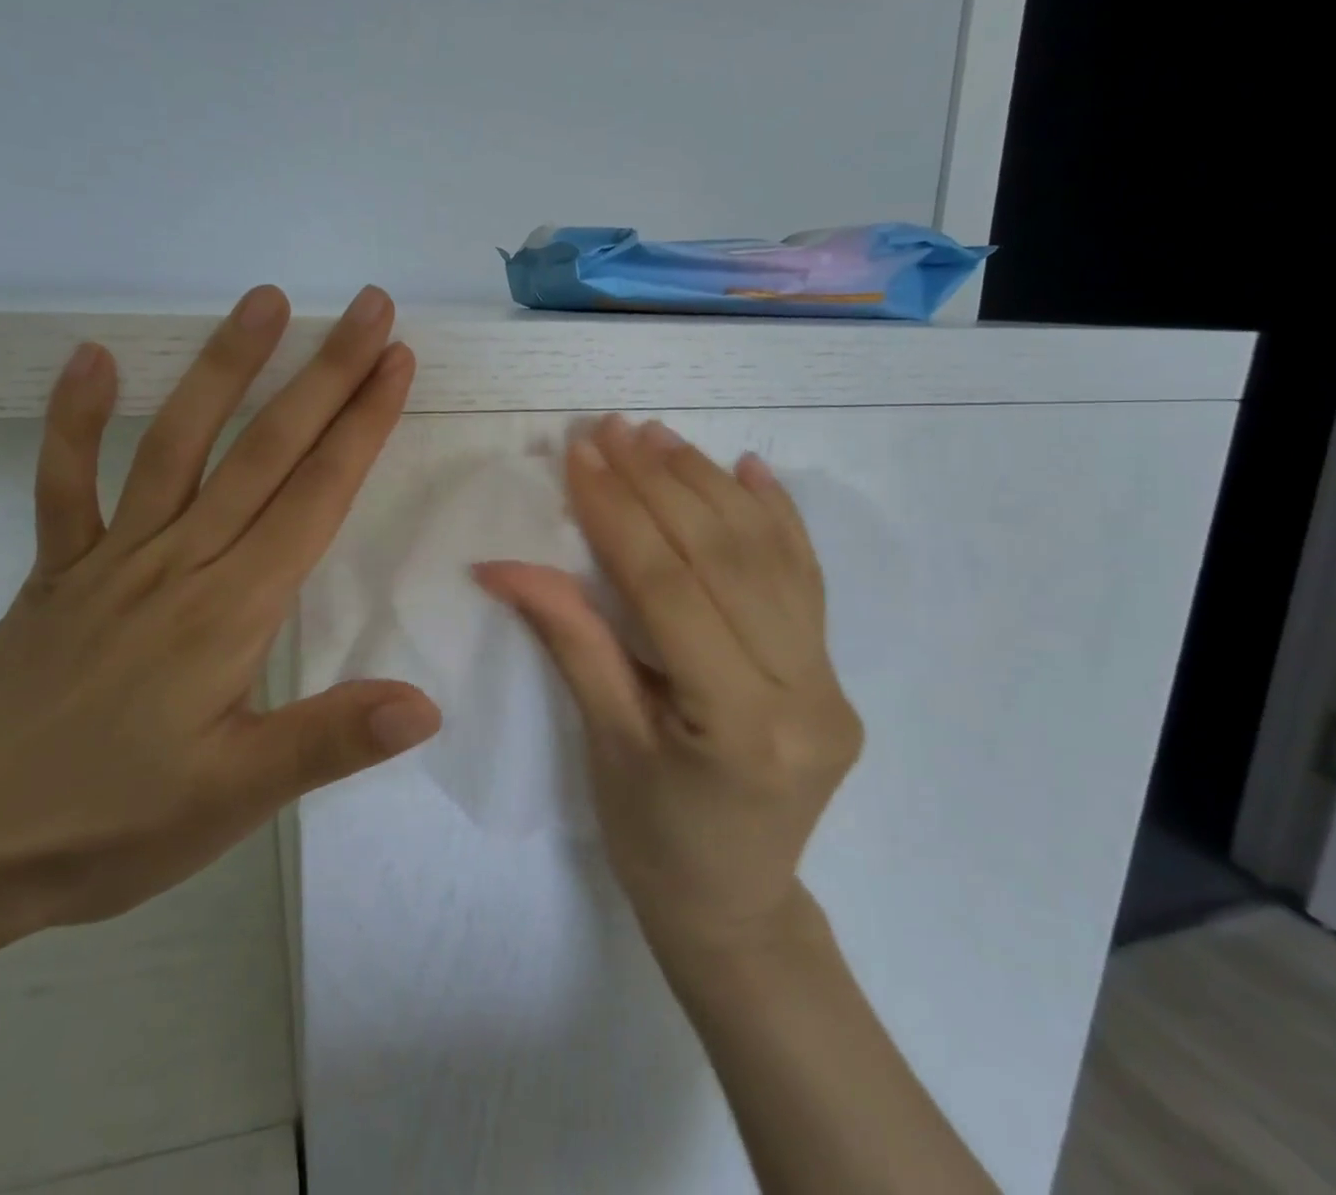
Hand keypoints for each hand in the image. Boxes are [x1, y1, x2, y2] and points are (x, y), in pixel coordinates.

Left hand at [0, 285, 442, 947]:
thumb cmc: (103, 826)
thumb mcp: (233, 798)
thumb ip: (330, 741)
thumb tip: (426, 706)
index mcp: (231, 609)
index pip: (315, 496)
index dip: (362, 425)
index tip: (395, 360)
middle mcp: (178, 561)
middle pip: (264, 450)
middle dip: (324, 373)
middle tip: (364, 307)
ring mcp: (111, 558)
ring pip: (176, 443)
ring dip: (223, 367)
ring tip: (261, 302)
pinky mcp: (57, 572)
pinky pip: (64, 484)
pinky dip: (73, 420)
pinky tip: (91, 359)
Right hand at [474, 415, 861, 966]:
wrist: (735, 906)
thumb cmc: (652, 840)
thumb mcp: (603, 742)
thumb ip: (570, 639)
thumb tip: (503, 564)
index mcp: (739, 725)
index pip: (670, 589)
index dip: (618, 515)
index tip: (580, 457)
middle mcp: (803, 693)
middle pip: (724, 559)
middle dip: (661, 484)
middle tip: (613, 429)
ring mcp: (829, 680)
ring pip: (768, 558)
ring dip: (709, 486)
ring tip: (659, 436)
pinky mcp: (832, 673)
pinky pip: (806, 580)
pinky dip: (777, 517)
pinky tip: (750, 469)